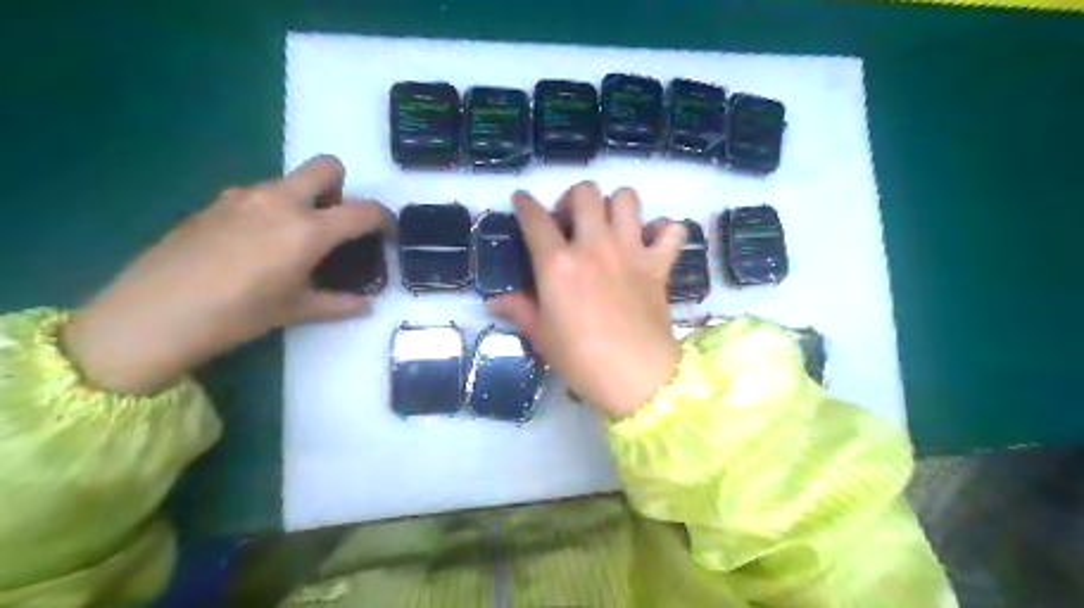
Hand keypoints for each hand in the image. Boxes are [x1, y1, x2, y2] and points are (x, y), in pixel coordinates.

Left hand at [64, 158, 392, 392]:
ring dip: (303, 200)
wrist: (153, 315)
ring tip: (291, 241)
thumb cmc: (238, 315)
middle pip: (326, 167)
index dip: (385, 220)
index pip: (363, 211)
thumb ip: (339, 303)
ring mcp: (243, 196)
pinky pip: (257, 194)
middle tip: (334, 223)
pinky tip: (254, 245)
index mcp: (308, 229)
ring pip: (289, 181)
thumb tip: (367, 304)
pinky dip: (271, 210)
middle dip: (341, 188)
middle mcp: (280, 201)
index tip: (388, 233)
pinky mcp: (215, 202)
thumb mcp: (296, 310)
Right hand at [493, 180, 684, 417]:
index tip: (522, 200)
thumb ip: (519, 311)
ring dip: (616, 205)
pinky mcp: (658, 264)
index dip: (525, 204)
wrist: (636, 377)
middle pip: (585, 192)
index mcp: (558, 263)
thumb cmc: (581, 359)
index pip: (535, 219)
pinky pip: (671, 230)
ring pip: (627, 198)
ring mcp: (630, 251)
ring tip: (609, 226)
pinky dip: (663, 231)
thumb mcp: (542, 336)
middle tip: (571, 222)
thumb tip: (495, 302)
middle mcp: (594, 246)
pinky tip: (652, 243)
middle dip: (573, 198)